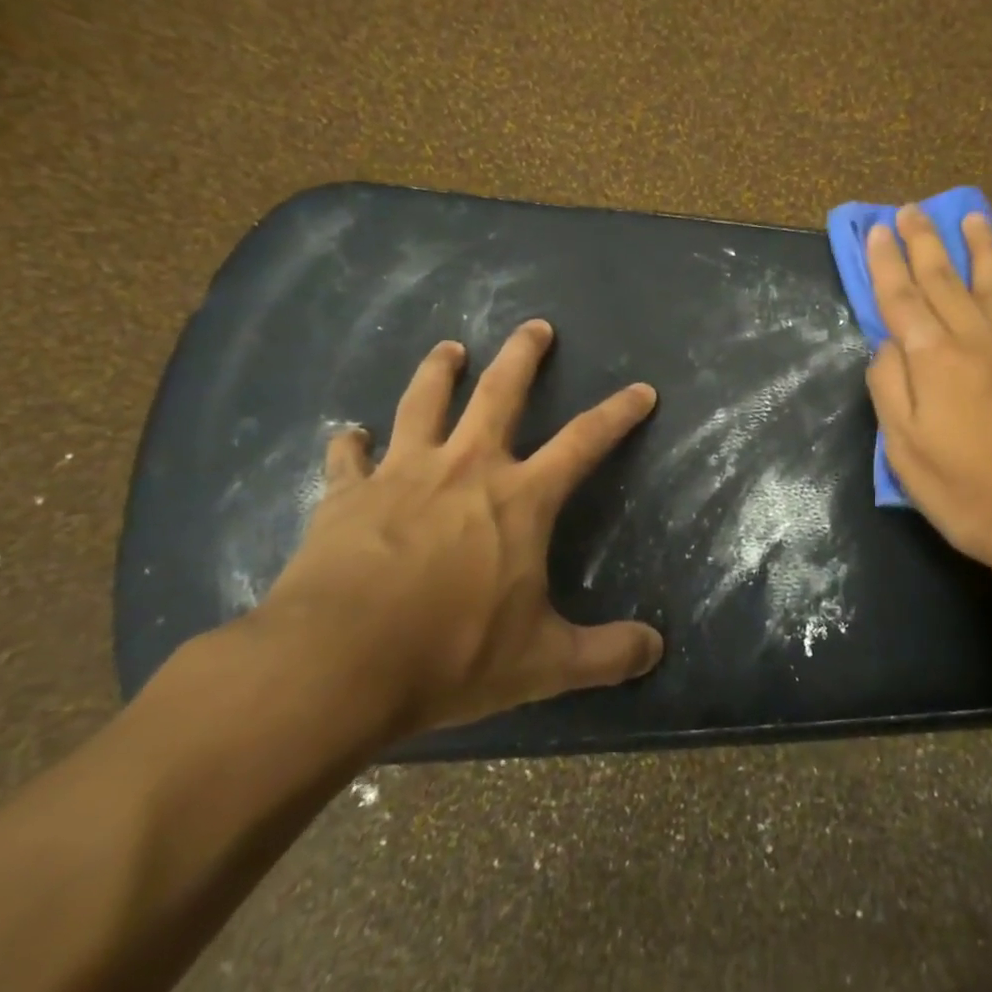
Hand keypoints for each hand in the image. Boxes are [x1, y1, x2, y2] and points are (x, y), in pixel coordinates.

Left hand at [255, 320, 663, 741]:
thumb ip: (606, 654)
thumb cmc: (450, 654)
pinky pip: (347, 457)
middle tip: (535, 326)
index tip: (641, 390)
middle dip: (523, 355)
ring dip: (438, 370)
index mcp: (520, 498)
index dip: (618, 413)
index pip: (585, 442)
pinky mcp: (344, 496)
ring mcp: (401, 475)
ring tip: (449, 347)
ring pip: (424, 402)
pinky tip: (348, 434)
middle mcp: (466, 468)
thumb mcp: (543, 663)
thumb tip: (657, 650)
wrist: (335, 665)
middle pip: (499, 392)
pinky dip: (350, 443)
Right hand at [865, 206, 991, 608]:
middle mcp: (976, 339)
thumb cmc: (968, 492)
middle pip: (944, 280)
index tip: (877, 231)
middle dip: (924, 242)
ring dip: (979, 247)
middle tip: (911, 209)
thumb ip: (890, 390)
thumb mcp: (905, 452)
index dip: (886, 264)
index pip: (902, 299)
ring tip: (970, 216)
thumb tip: (886, 346)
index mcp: (934, 360)